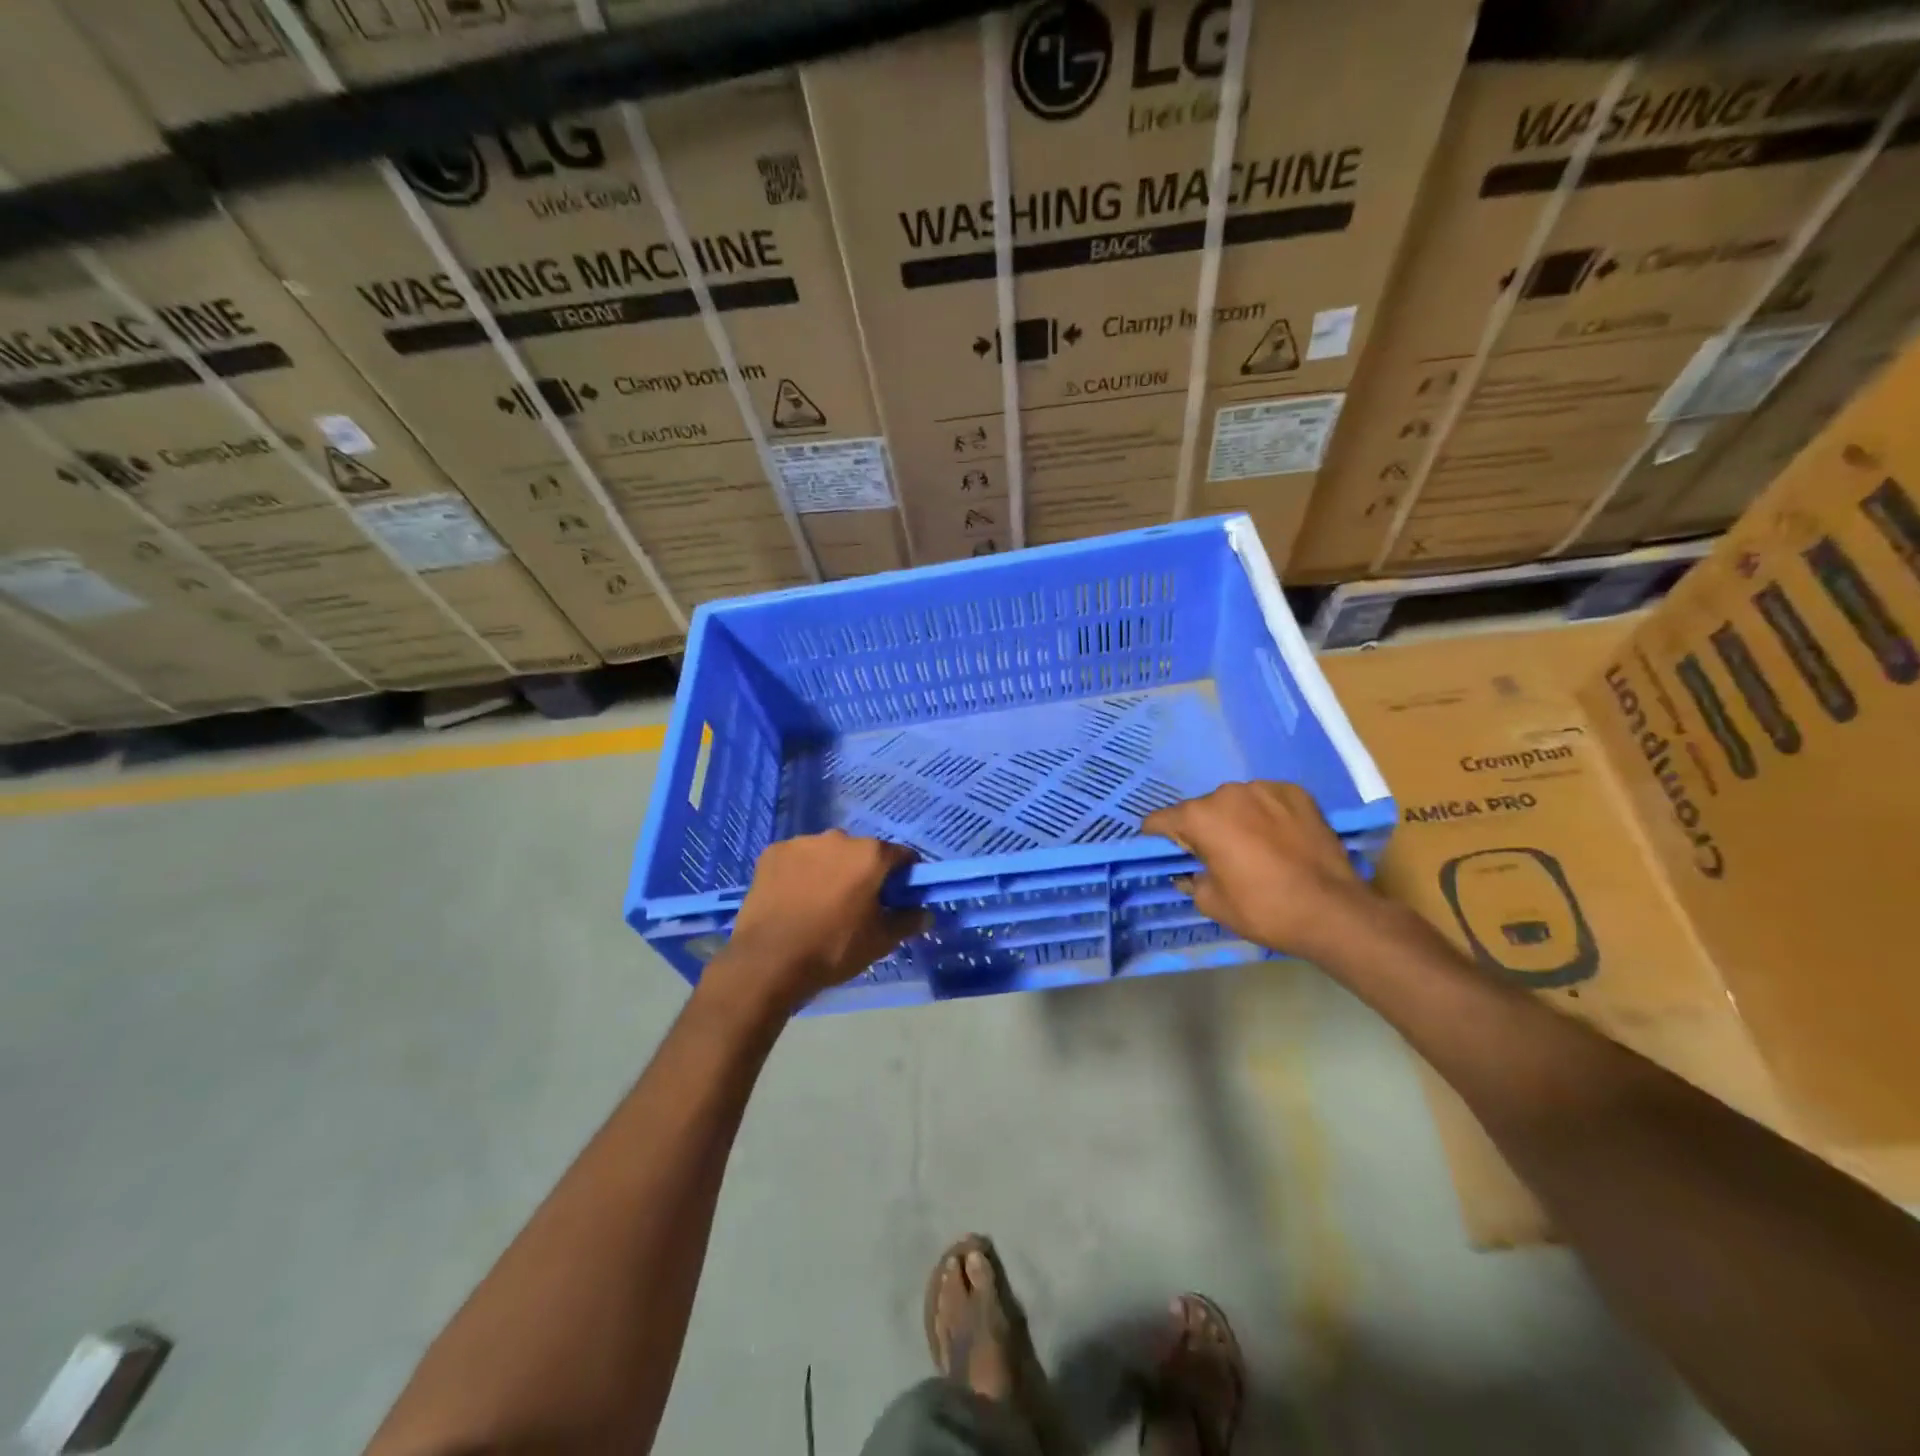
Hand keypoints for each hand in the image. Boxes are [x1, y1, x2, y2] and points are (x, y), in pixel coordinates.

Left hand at [715, 830, 928, 1011]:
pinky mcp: (772, 853)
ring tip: (819, 902)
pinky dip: (800, 872)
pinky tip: (793, 898)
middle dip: (863, 871)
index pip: (901, 856)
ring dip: (830, 869)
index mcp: (870, 854)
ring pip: (826, 853)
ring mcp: (802, 843)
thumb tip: (926, 913)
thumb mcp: (879, 941)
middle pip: (861, 852)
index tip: (899, 895)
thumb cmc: (833, 948)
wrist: (768, 961)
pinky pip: (796, 858)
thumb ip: (907, 921)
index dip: (904, 875)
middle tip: (856, 903)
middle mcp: (838, 838)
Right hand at [1143, 781, 1378, 959]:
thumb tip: (1189, 872)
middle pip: (1201, 809)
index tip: (1165, 851)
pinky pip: (1268, 800)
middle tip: (1216, 856)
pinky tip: (1279, 838)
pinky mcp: (1297, 792)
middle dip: (1202, 829)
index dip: (1157, 837)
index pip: (1161, 820)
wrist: (1333, 911)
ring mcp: (1266, 788)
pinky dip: (1266, 814)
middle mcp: (1228, 793)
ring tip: (1253, 847)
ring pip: (1236, 802)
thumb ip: (1190, 879)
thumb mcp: (1212, 903)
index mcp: (1201, 817)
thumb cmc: (1264, 909)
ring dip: (1235, 819)